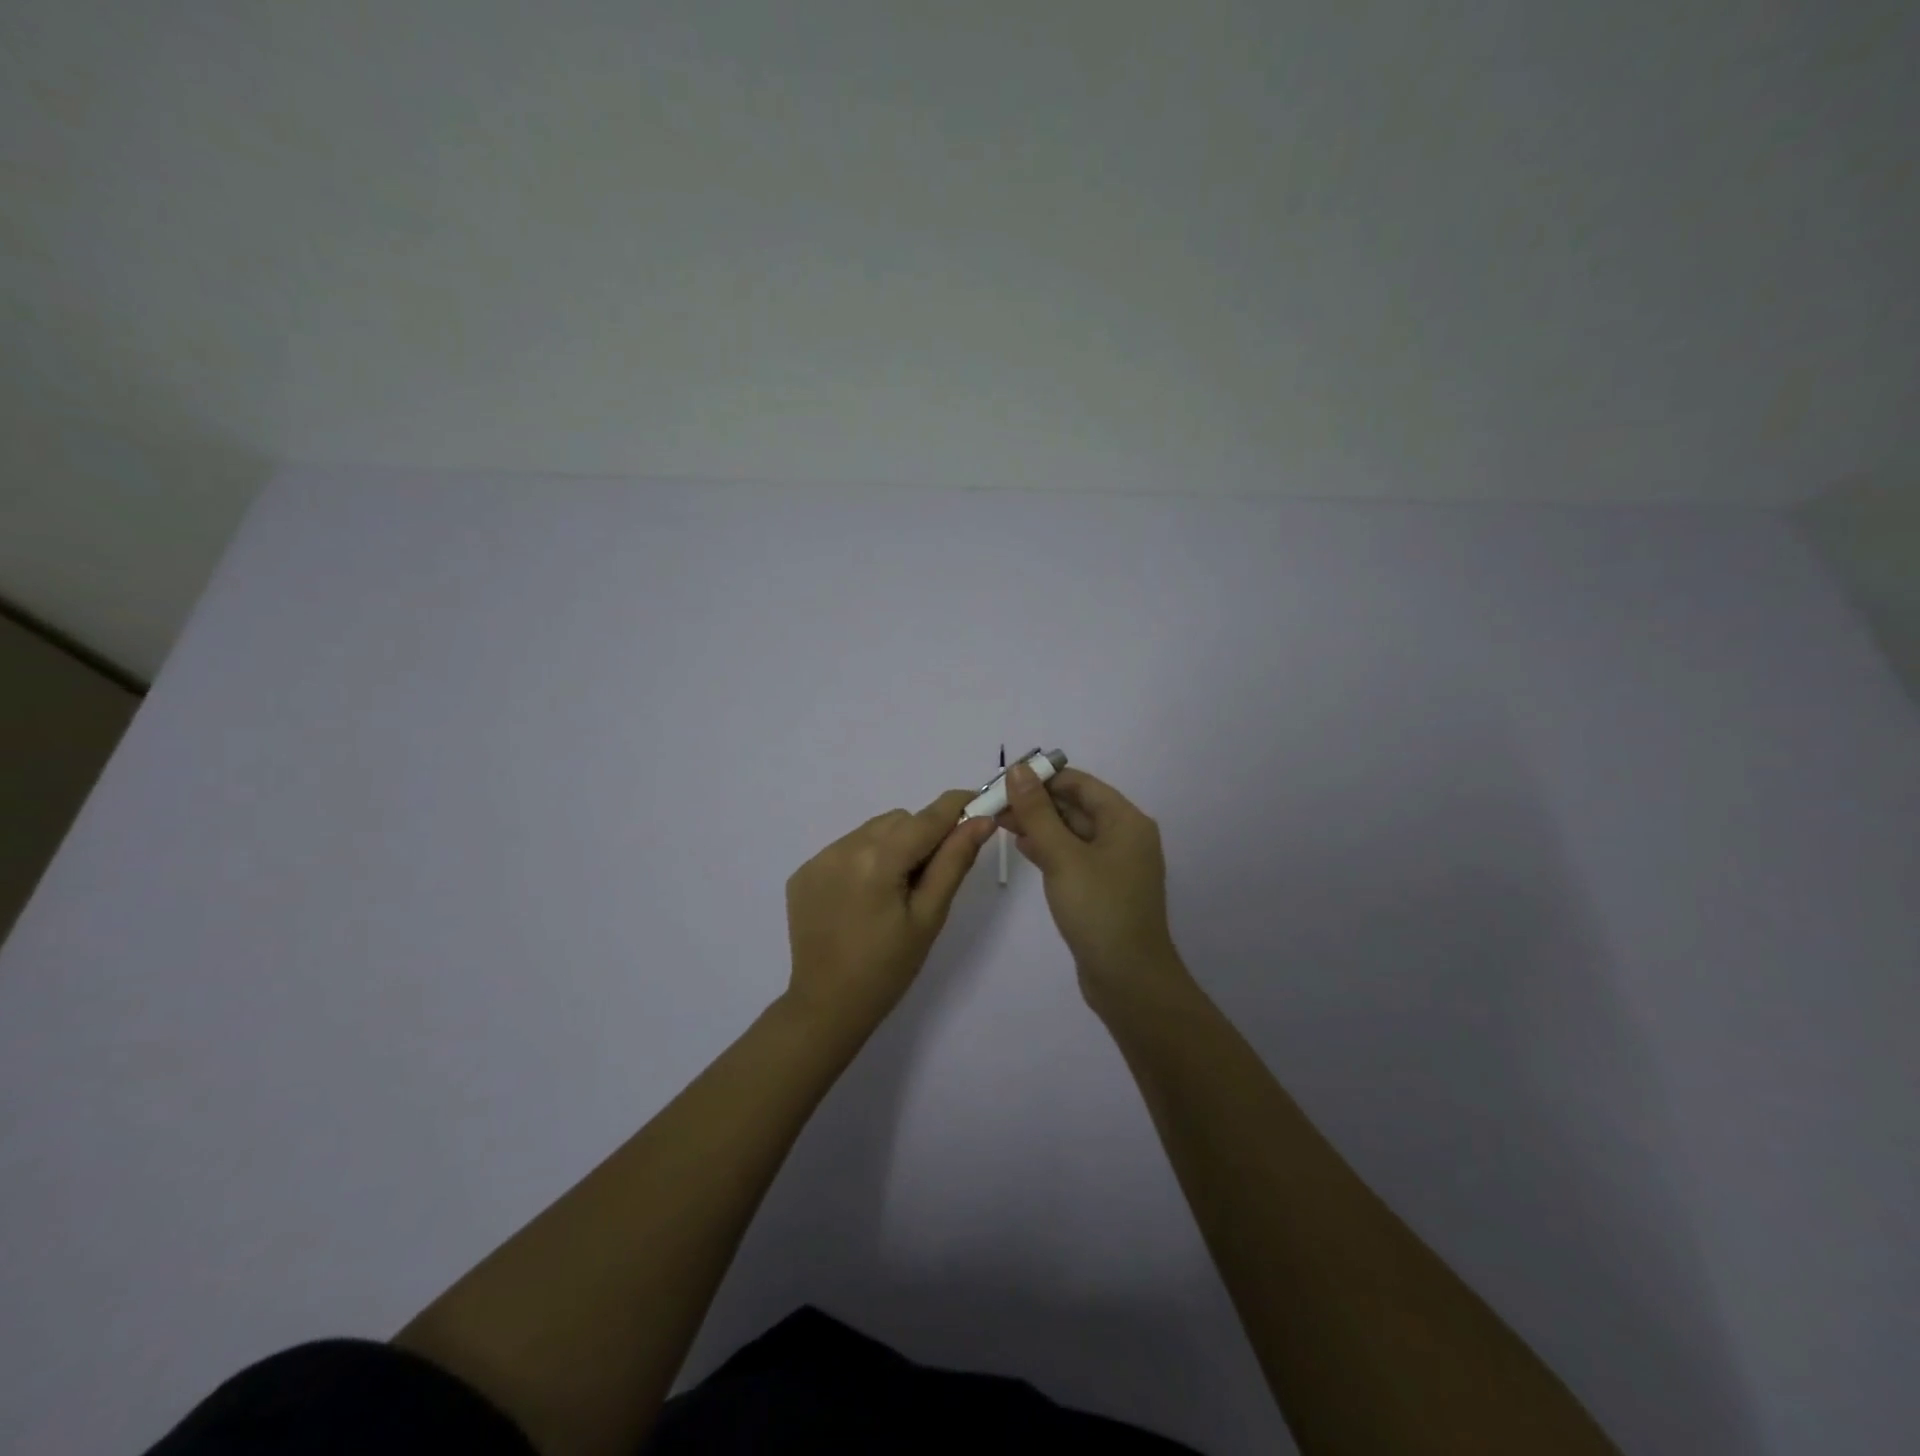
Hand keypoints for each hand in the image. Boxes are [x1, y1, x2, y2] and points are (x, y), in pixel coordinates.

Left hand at [785, 789, 995, 1032]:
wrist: (827, 1006)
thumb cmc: (888, 968)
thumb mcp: (929, 916)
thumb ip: (954, 862)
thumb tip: (980, 820)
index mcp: (878, 859)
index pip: (928, 817)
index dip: (958, 806)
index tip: (981, 804)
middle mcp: (844, 847)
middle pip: (899, 820)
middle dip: (922, 836)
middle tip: (930, 878)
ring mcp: (819, 858)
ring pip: (872, 830)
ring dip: (892, 846)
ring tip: (893, 891)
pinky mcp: (804, 872)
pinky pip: (846, 848)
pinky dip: (864, 860)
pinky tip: (864, 898)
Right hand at [999, 763, 1189, 1013]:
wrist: (1129, 980)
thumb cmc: (1099, 910)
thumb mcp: (1063, 857)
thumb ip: (1037, 813)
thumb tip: (1018, 770)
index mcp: (1125, 821)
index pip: (1079, 783)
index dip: (1041, 777)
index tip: (1003, 780)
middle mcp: (1124, 836)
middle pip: (1076, 805)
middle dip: (1036, 802)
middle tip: (993, 804)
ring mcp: (1114, 864)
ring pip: (1072, 832)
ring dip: (1039, 825)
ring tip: (998, 822)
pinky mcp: (1103, 888)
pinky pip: (1073, 856)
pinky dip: (1049, 848)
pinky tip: (1022, 847)